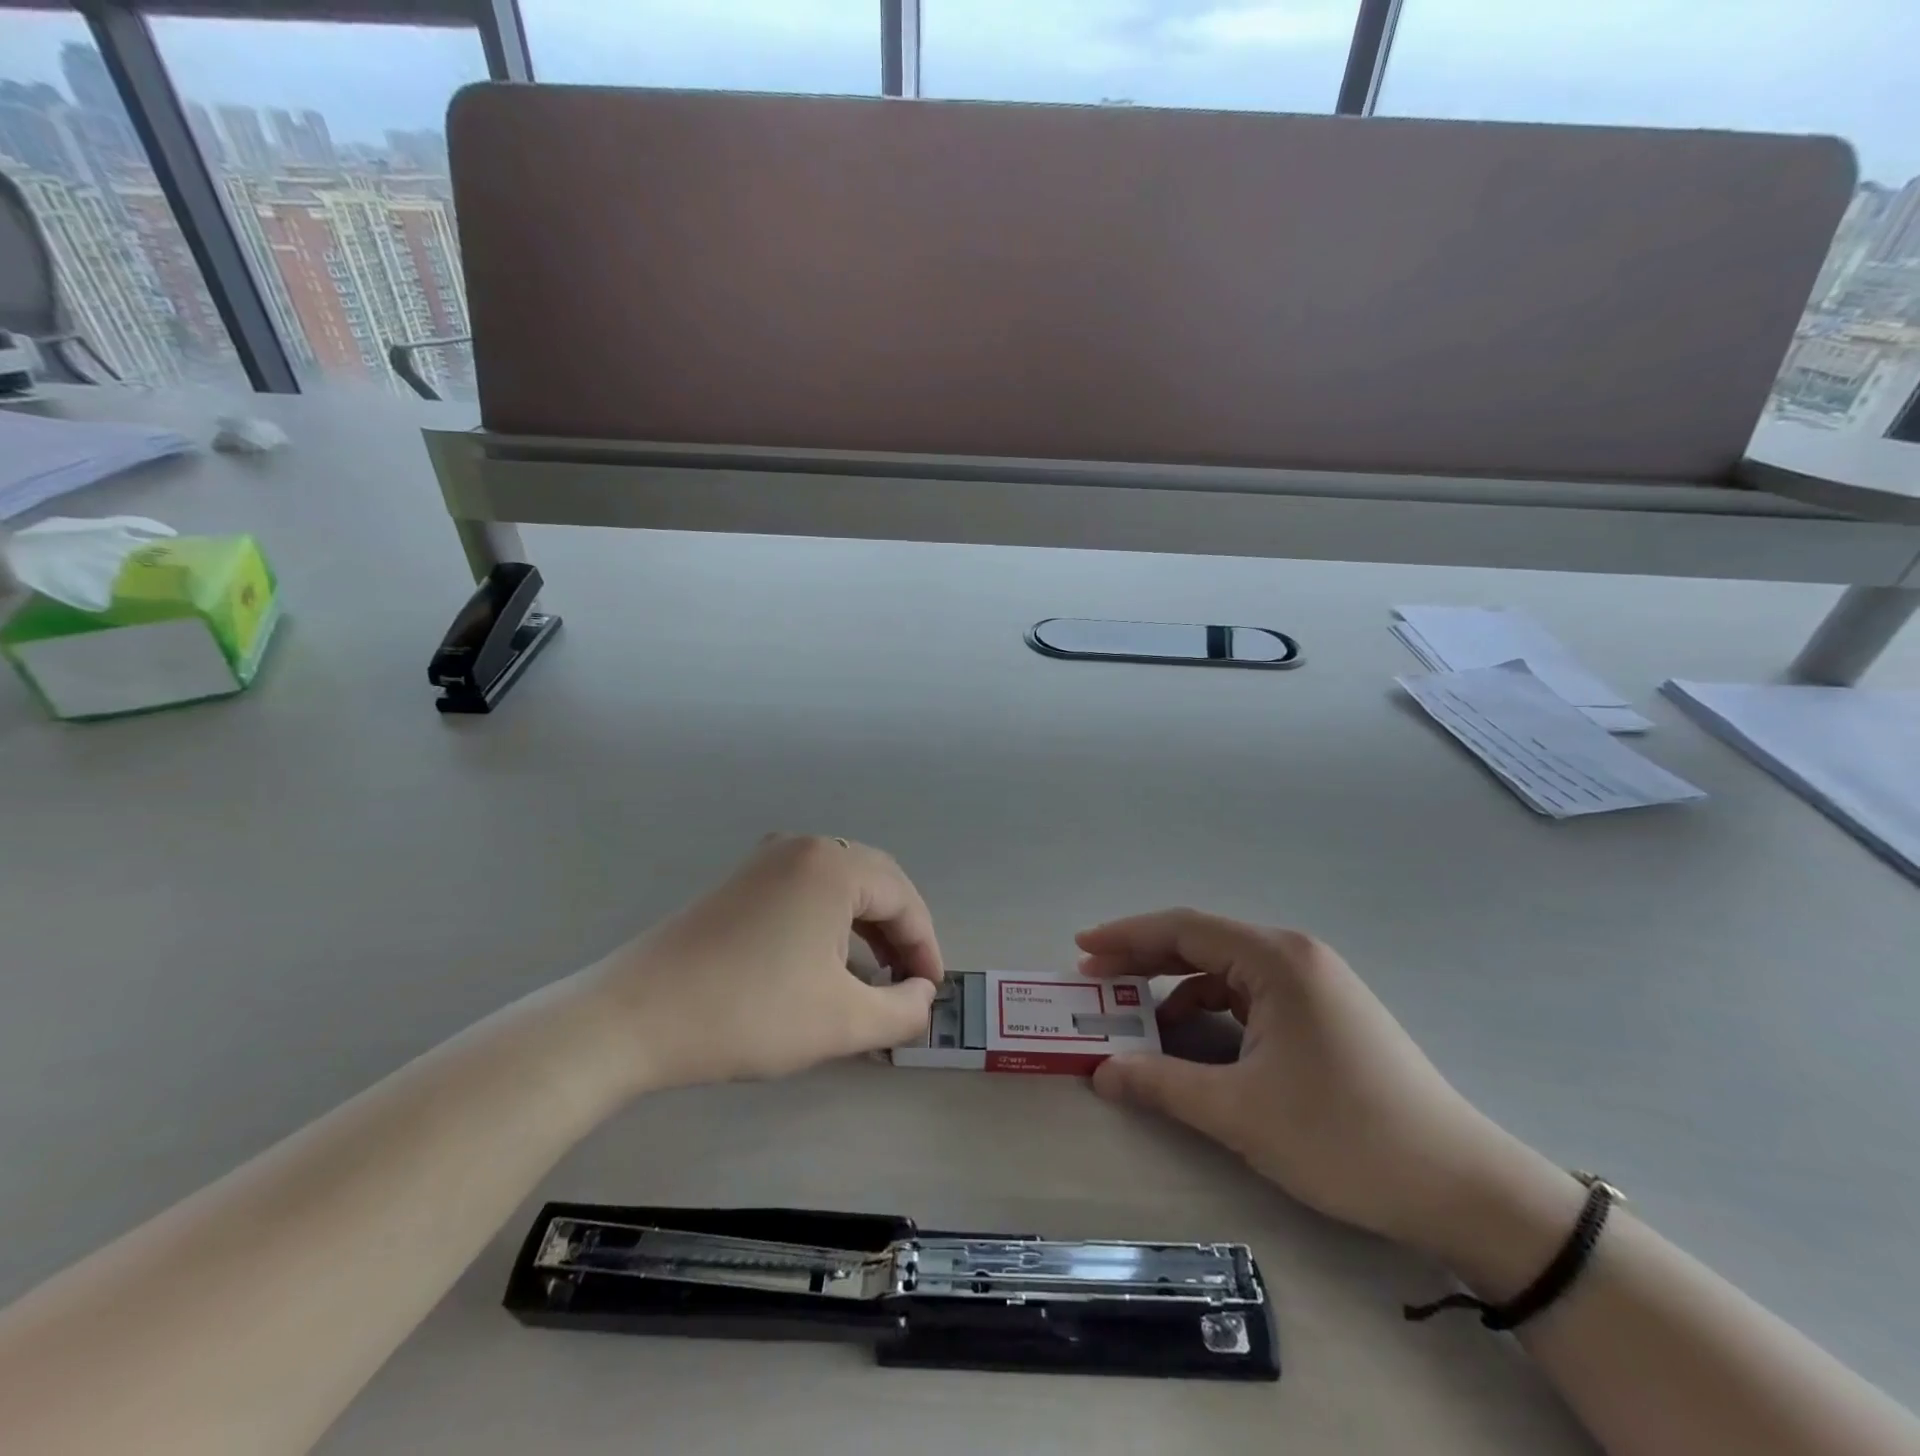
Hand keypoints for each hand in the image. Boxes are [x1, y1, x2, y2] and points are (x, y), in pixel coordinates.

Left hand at [583, 835, 943, 1091]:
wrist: (635, 1017)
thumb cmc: (750, 1012)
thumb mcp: (843, 1021)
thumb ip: (902, 1010)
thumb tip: (923, 996)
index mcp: (834, 865)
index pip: (904, 899)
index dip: (926, 947)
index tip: (931, 993)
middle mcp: (803, 847)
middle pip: (875, 884)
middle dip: (899, 934)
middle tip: (908, 983)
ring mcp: (766, 860)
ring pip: (840, 888)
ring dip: (866, 928)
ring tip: (873, 977)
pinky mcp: (741, 882)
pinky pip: (806, 892)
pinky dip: (830, 924)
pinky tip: (826, 964)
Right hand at [1081, 910, 1578, 1270]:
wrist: (1462, 1186)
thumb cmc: (1345, 1136)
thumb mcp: (1241, 1112)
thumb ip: (1162, 1084)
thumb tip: (1101, 1072)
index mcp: (1275, 959)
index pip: (1183, 929)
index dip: (1126, 936)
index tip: (1081, 948)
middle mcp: (1293, 956)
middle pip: (1201, 942)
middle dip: (1144, 958)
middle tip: (1094, 977)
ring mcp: (1313, 983)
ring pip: (1224, 970)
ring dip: (1174, 986)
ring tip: (1133, 1011)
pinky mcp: (1323, 1012)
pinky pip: (1248, 995)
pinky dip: (1209, 1009)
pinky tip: (1190, 1038)